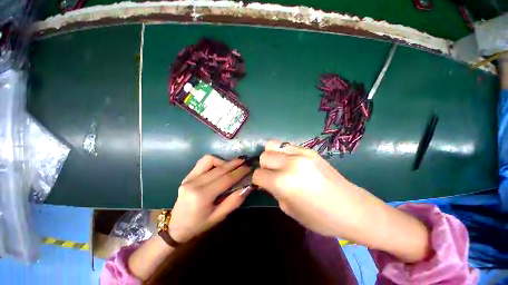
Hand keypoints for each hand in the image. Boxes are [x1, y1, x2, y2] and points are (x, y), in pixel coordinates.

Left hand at [168, 155, 250, 242]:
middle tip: (245, 162)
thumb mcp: (219, 217)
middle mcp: (195, 183)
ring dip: (223, 161)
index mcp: (202, 196)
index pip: (226, 179)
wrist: (175, 227)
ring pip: (209, 160)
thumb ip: (234, 201)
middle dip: (235, 164)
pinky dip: (213, 161)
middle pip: (220, 168)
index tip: (249, 167)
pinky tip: (219, 166)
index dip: (239, 172)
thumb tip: (248, 187)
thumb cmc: (199, 225)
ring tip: (232, 166)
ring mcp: (189, 178)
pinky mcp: (187, 175)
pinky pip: (202, 162)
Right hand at [252, 140, 361, 236]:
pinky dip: (284, 152)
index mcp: (283, 182)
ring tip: (280, 165)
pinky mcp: (310, 150)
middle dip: (264, 166)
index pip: (258, 174)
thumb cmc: (319, 217)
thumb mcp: (289, 209)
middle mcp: (290, 164)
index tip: (262, 184)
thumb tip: (268, 180)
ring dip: (272, 156)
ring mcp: (301, 154)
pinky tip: (291, 162)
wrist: (351, 208)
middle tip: (272, 175)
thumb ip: (274, 191)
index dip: (258, 180)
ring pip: (273, 145)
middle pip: (264, 156)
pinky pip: (287, 145)